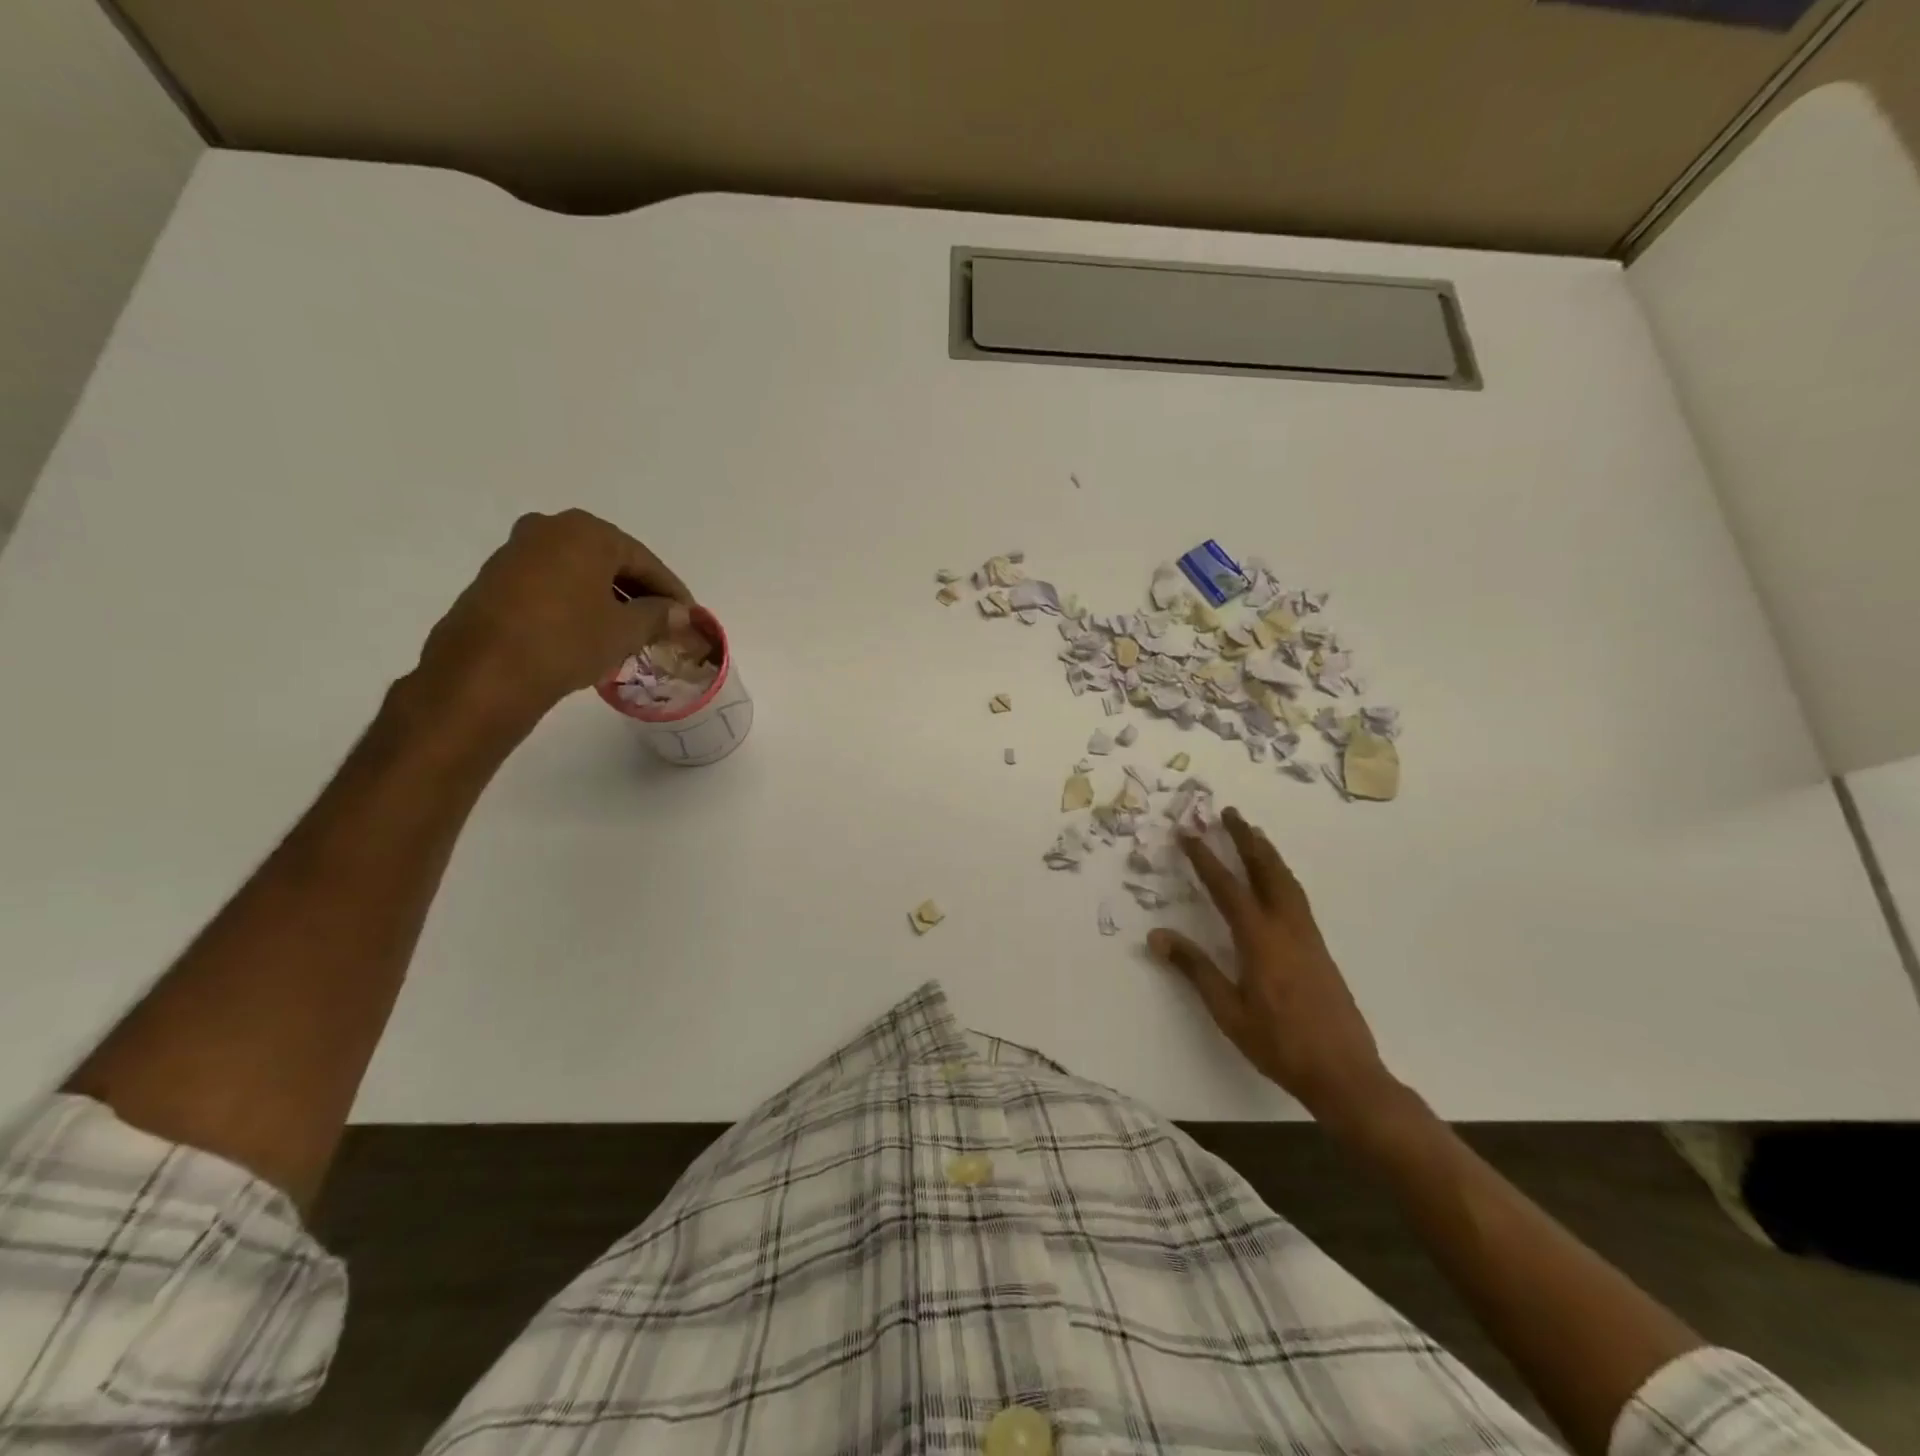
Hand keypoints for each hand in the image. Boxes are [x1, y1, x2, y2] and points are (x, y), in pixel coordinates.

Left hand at [414, 510, 694, 731]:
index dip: (671, 591)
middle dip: (639, 592)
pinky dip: (577, 603)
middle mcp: (549, 529)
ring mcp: (517, 551)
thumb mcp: (625, 631)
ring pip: (580, 572)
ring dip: (608, 598)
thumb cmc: (567, 640)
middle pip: (610, 561)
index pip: (644, 561)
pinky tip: (591, 631)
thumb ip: (657, 616)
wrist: (484, 673)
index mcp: (586, 532)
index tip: (690, 615)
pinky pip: (553, 584)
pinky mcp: (495, 579)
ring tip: (630, 630)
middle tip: (662, 622)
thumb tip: (679, 613)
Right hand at [1149, 807, 1397, 1122]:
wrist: (1344, 1073)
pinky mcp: (1320, 949)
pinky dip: (1282, 875)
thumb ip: (1195, 969)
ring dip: (1267, 852)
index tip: (1187, 832)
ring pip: (1286, 881)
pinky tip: (1277, 880)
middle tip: (1229, 812)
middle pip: (1265, 870)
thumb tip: (1157, 936)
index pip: (1226, 888)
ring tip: (1253, 833)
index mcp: (1260, 940)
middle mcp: (1286, 928)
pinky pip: (1297, 897)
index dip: (1204, 858)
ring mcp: (1308, 936)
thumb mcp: (1228, 1010)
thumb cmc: (1279, 1044)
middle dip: (1245, 839)